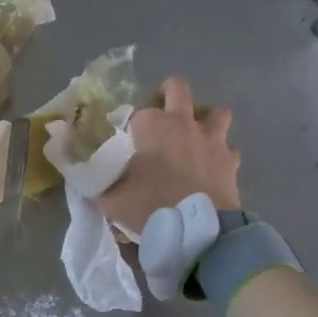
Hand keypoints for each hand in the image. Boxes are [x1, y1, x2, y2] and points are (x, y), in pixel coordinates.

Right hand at [95, 76, 241, 228]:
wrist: (197, 228)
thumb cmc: (150, 205)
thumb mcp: (111, 199)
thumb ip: (99, 186)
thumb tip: (87, 184)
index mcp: (152, 126)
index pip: (136, 113)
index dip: (129, 125)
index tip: (125, 141)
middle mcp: (183, 123)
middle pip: (177, 88)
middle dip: (168, 93)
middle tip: (160, 112)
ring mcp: (212, 139)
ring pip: (216, 112)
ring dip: (205, 119)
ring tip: (195, 135)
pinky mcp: (231, 160)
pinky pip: (228, 148)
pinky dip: (220, 154)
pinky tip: (212, 167)